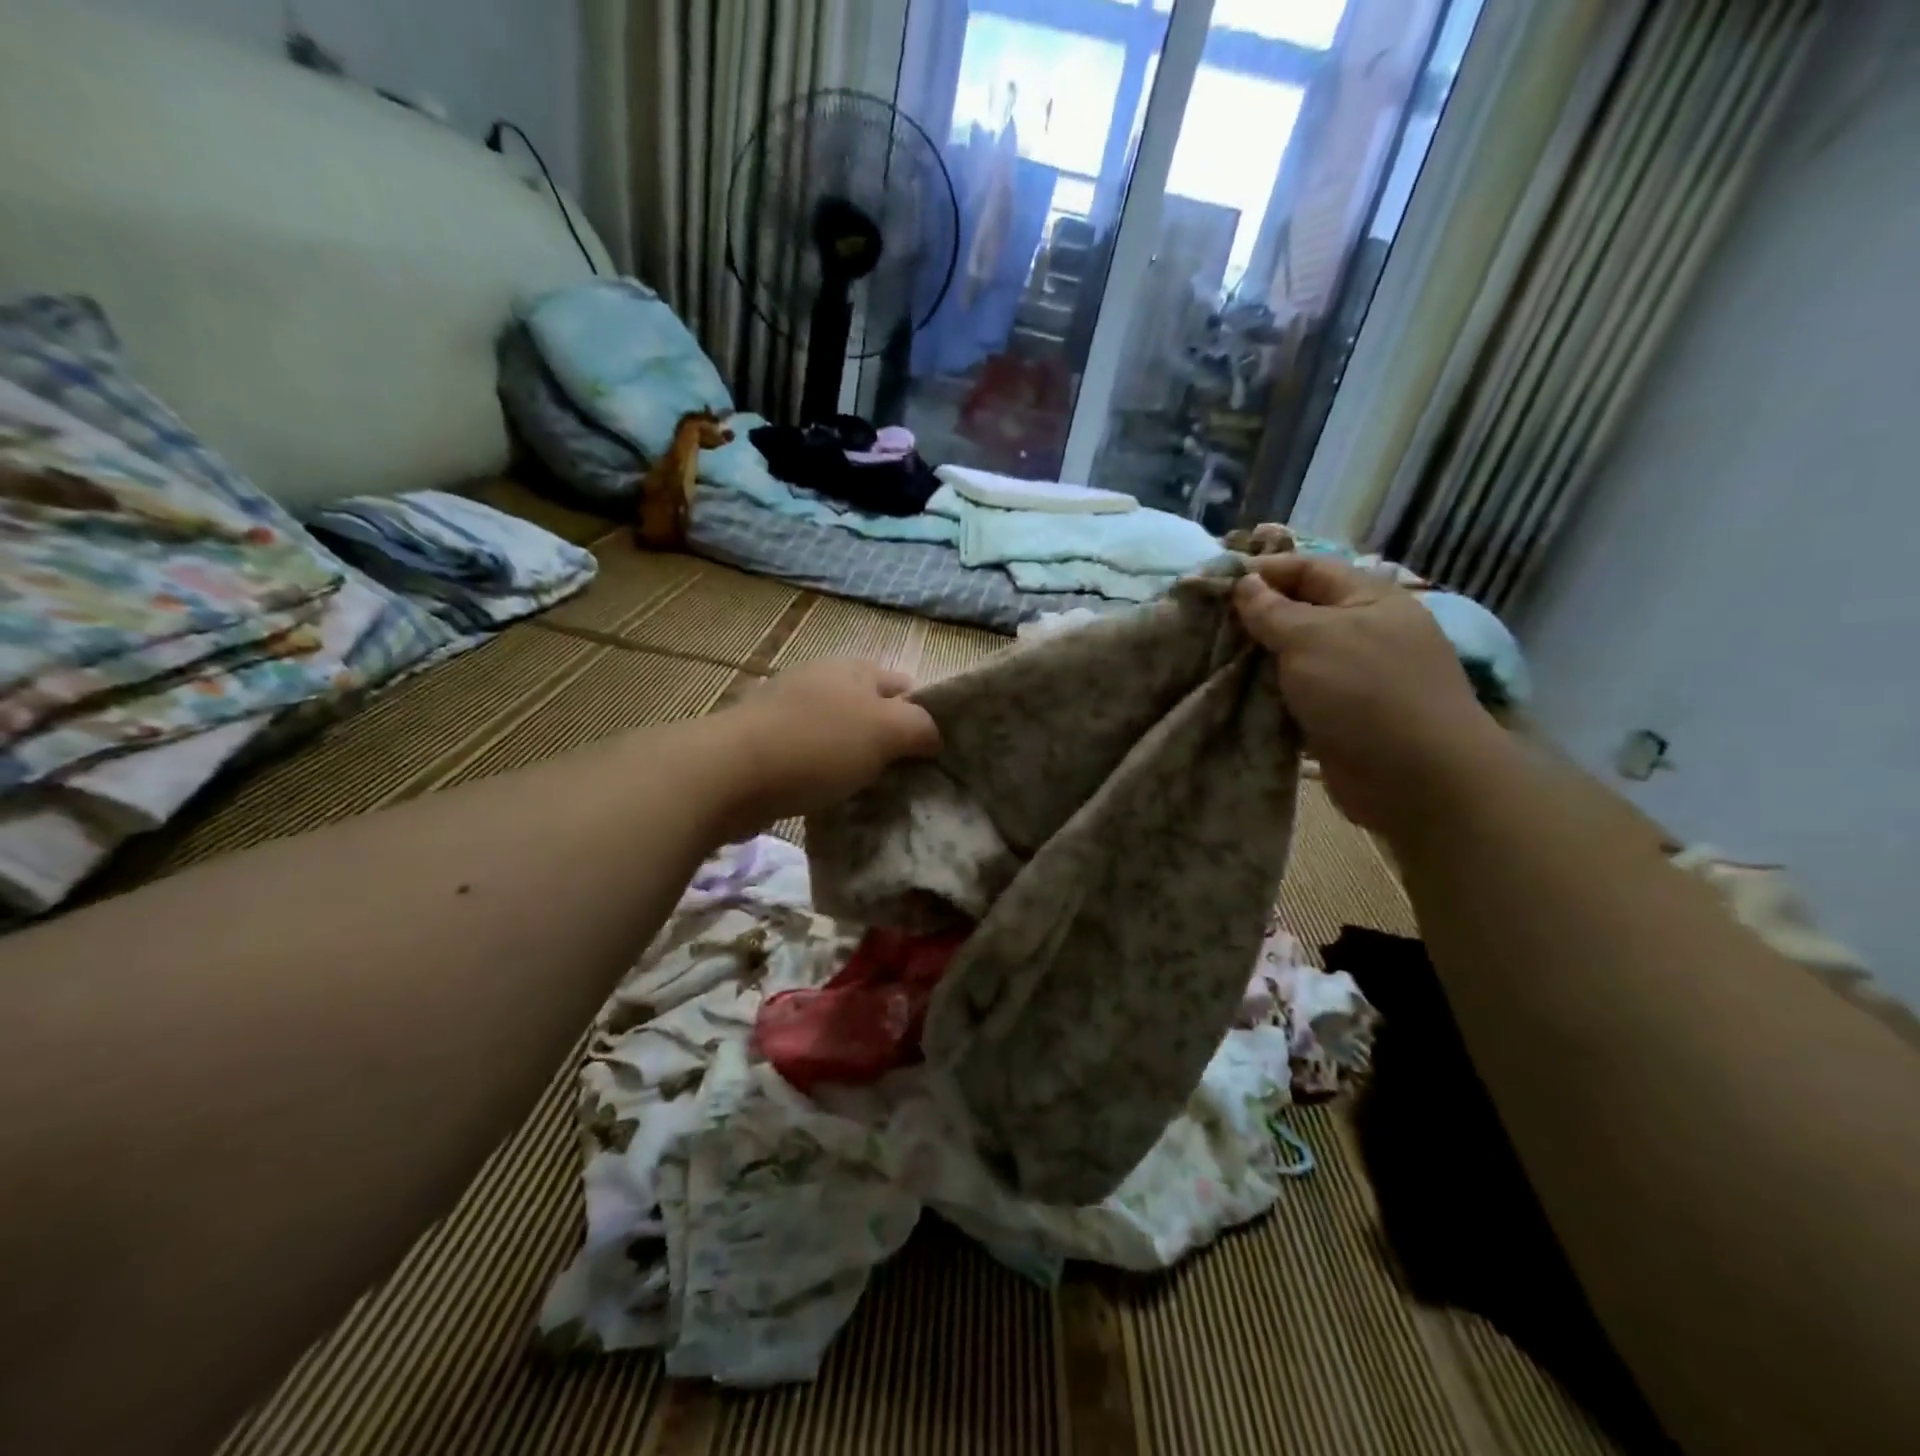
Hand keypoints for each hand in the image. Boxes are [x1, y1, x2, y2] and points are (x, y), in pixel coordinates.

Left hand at [720, 658, 940, 831]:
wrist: (730, 772)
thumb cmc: (818, 744)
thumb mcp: (886, 731)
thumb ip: (920, 728)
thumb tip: (932, 736)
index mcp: (854, 668)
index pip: (905, 687)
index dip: (924, 716)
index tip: (933, 756)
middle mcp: (821, 680)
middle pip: (870, 710)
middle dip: (889, 741)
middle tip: (906, 779)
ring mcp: (787, 710)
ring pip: (839, 734)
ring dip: (855, 760)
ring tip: (871, 793)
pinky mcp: (764, 741)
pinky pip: (809, 755)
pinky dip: (823, 773)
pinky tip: (829, 797)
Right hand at [1233, 555, 1502, 833]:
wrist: (1415, 778)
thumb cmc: (1365, 691)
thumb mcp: (1312, 638)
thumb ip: (1272, 610)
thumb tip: (1244, 583)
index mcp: (1367, 599)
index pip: (1307, 568)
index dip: (1262, 572)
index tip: (1214, 585)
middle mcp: (1362, 632)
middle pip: (1298, 612)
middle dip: (1253, 618)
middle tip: (1204, 626)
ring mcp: (1351, 676)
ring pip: (1292, 657)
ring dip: (1255, 660)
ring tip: (1209, 659)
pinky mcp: (1338, 716)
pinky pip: (1294, 694)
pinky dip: (1266, 694)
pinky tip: (1233, 695)